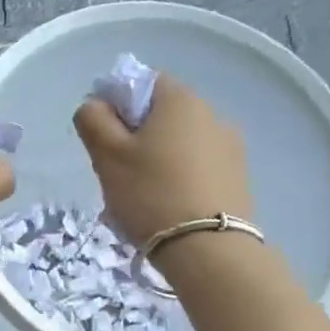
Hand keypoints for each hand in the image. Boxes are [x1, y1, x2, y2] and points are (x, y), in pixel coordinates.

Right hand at [73, 72, 251, 247]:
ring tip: (141, 196)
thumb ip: (93, 120)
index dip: (117, 103)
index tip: (103, 137)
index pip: (143, 82)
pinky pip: (197, 167)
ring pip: (179, 143)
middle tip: (116, 172)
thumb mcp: (107, 155)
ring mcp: (229, 146)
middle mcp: (211, 113)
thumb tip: (96, 105)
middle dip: (136, 136)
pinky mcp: (237, 177)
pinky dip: (178, 178)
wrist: (206, 248)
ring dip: (157, 160)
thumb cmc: (149, 193)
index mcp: (179, 100)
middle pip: (162, 114)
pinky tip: (165, 207)